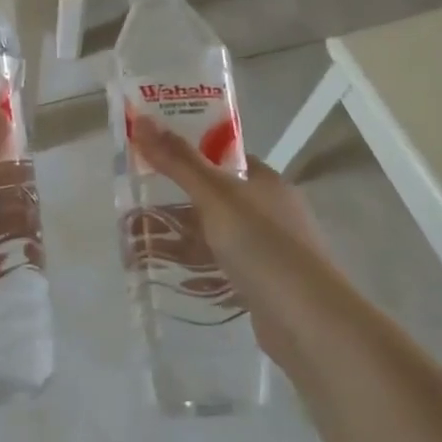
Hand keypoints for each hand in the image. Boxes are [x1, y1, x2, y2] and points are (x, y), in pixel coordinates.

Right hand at [129, 116, 336, 365]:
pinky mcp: (262, 284)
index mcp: (265, 182)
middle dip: (173, 205)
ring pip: (214, 236)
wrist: (309, 322)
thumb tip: (143, 119)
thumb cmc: (263, 246)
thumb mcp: (215, 197)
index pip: (223, 159)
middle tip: (132, 210)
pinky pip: (220, 269)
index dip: (188, 156)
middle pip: (213, 199)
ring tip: (135, 246)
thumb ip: (179, 161)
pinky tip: (168, 276)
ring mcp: (267, 250)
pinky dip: (195, 269)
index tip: (151, 161)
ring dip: (177, 240)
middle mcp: (269, 211)